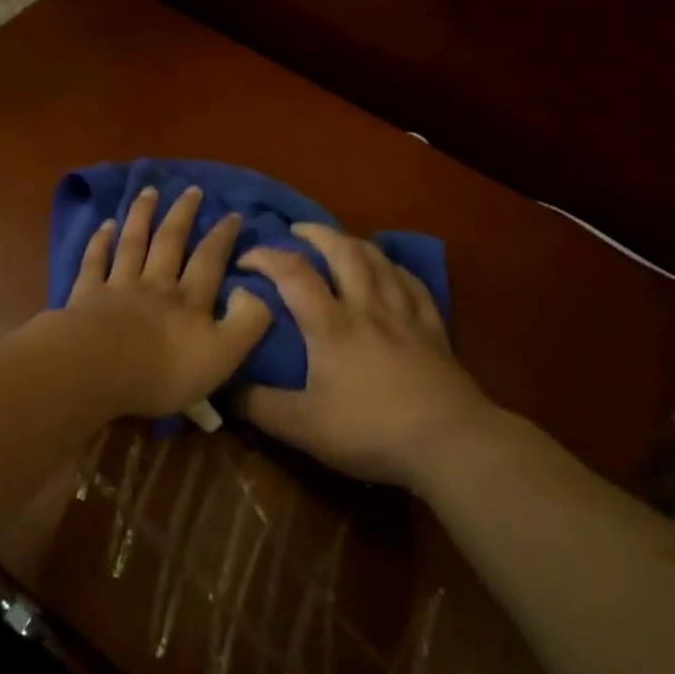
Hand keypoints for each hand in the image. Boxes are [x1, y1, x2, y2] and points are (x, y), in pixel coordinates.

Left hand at [61, 185, 272, 417]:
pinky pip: (94, 262)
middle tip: (191, 190)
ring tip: (149, 192)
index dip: (222, 237)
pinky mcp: (86, 296)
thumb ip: (247, 322)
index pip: (210, 260)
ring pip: (133, 244)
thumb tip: (258, 291)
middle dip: (182, 215)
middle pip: (170, 242)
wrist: (99, 371)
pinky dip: (100, 242)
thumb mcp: (223, 355)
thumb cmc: (164, 371)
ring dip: (142, 216)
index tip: (232, 213)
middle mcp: (156, 285)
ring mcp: (119, 287)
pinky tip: (105, 225)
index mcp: (189, 300)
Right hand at [237, 224, 492, 487]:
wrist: (449, 442)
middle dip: (317, 233)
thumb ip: (260, 406)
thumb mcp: (303, 427)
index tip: (247, 258)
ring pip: (380, 261)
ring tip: (340, 243)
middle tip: (298, 231)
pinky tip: (391, 272)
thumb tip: (224, 388)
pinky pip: (413, 284)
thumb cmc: (371, 431)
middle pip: (344, 251)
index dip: (266, 257)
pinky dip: (396, 269)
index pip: (293, 273)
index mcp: (332, 325)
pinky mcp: (433, 329)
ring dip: (355, 244)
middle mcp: (367, 307)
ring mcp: (405, 315)